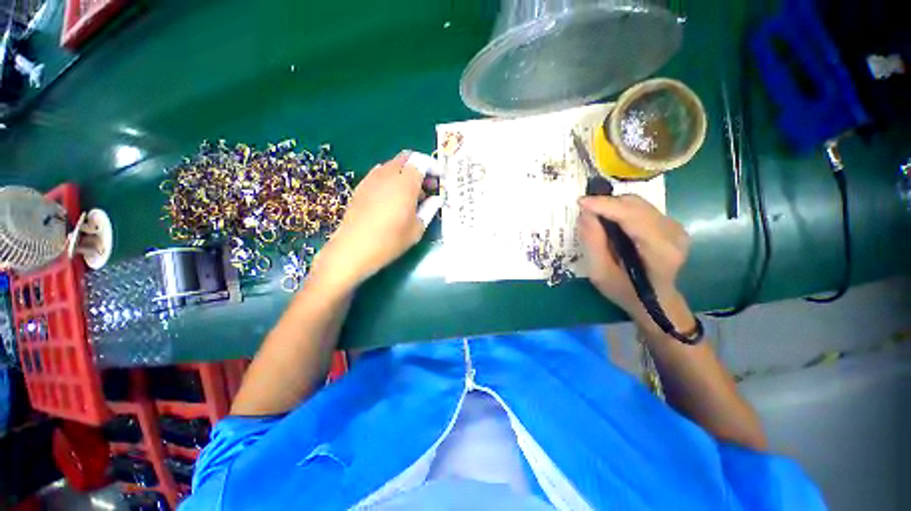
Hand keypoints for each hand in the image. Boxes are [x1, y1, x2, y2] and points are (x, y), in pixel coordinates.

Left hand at [311, 151, 438, 290]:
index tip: (440, 179)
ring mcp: (372, 179)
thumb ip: (429, 209)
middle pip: (407, 158)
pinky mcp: (361, 187)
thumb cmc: (390, 241)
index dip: (434, 167)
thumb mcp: (416, 229)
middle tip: (428, 186)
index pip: (421, 161)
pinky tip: (394, 198)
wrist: (352, 249)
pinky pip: (381, 174)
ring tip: (413, 194)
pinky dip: (392, 179)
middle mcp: (388, 175)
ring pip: (393, 165)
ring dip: (406, 173)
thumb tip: (437, 199)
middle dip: (420, 168)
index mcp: (405, 183)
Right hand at [577, 195, 693, 331]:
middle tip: (583, 210)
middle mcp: (673, 234)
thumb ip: (593, 243)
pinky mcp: (670, 224)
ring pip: (638, 204)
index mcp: (660, 251)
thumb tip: (585, 214)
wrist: (655, 301)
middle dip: (607, 203)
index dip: (605, 206)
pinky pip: (641, 208)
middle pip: (636, 206)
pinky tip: (609, 220)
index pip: (633, 217)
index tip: (580, 202)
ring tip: (593, 215)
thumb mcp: (600, 273)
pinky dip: (621, 209)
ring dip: (613, 205)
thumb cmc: (625, 291)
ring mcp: (675, 227)